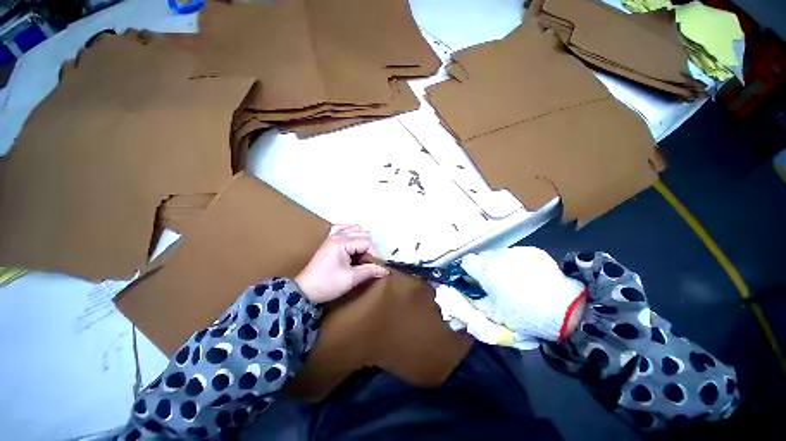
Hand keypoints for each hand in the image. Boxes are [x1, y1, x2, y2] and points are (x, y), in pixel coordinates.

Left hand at [295, 225, 389, 303]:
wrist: (304, 291)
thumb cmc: (327, 284)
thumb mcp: (351, 279)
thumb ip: (369, 271)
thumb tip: (385, 269)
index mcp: (342, 243)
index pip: (367, 242)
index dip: (375, 254)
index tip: (377, 267)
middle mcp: (338, 235)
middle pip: (363, 233)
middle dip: (370, 248)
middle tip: (368, 263)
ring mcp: (332, 236)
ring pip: (355, 229)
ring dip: (362, 240)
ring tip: (361, 254)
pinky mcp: (329, 240)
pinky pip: (343, 228)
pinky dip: (351, 232)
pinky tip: (352, 242)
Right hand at [460, 246, 585, 343]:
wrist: (566, 309)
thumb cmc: (524, 314)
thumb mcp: (495, 313)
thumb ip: (474, 305)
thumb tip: (455, 313)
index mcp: (486, 269)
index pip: (467, 261)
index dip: (467, 271)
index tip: (473, 280)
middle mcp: (498, 255)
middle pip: (482, 257)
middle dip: (483, 267)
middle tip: (492, 282)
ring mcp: (516, 251)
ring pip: (498, 254)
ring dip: (498, 264)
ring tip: (510, 279)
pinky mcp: (531, 251)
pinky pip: (515, 255)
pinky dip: (514, 263)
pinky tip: (525, 275)